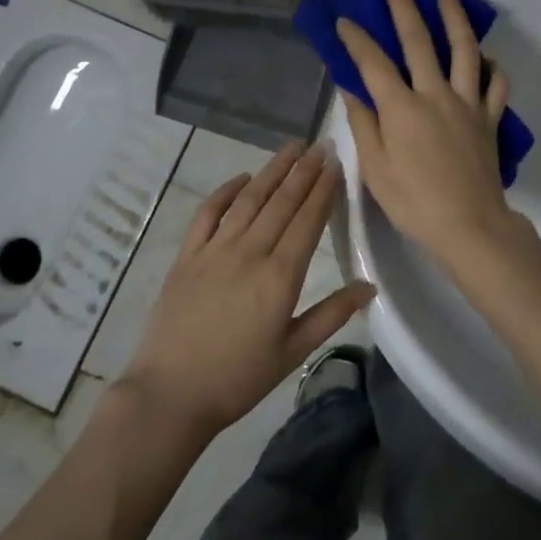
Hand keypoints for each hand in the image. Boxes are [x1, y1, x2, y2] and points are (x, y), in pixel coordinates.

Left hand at [122, 142, 374, 436]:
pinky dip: (225, 192)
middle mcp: (249, 252)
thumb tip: (370, 285)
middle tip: (320, 144)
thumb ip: (332, 314)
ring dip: (272, 171)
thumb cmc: (238, 378)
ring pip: (249, 200)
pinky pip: (208, 213)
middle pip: (281, 202)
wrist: (170, 394)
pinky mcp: (187, 256)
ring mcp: (214, 250)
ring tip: (291, 148)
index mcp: (280, 276)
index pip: (307, 220)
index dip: (324, 189)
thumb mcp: (293, 352)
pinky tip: (241, 178)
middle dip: (304, 171)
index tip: (336, 163)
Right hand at [337, 0, 519, 267]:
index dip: (356, 39)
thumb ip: (364, 124)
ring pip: (463, 50)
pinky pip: (496, 84)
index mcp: (401, 108)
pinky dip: (492, 66)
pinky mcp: (490, 117)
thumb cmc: (413, 201)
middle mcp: (435, 94)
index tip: (344, 20)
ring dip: (454, 18)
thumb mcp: (375, 168)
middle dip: (403, 7)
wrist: (469, 224)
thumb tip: (351, 89)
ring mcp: (467, 103)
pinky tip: (486, 57)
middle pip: (418, 41)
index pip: (373, 63)